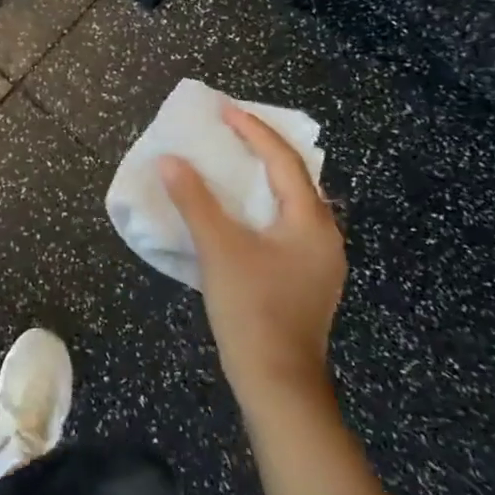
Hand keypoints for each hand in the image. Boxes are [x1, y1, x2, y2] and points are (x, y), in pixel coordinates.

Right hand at [159, 104, 345, 404]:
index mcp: (310, 221)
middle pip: (296, 178)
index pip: (283, 160)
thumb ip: (194, 200)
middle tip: (231, 132)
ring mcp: (320, 262)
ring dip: (264, 180)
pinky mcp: (308, 281)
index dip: (253, 131)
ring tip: (233, 165)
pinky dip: (265, 207)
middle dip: (264, 151)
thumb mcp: (218, 249)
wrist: (278, 384)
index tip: (224, 110)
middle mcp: (325, 236)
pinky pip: (288, 226)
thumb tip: (169, 160)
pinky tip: (242, 215)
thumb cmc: (252, 309)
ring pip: (293, 204)